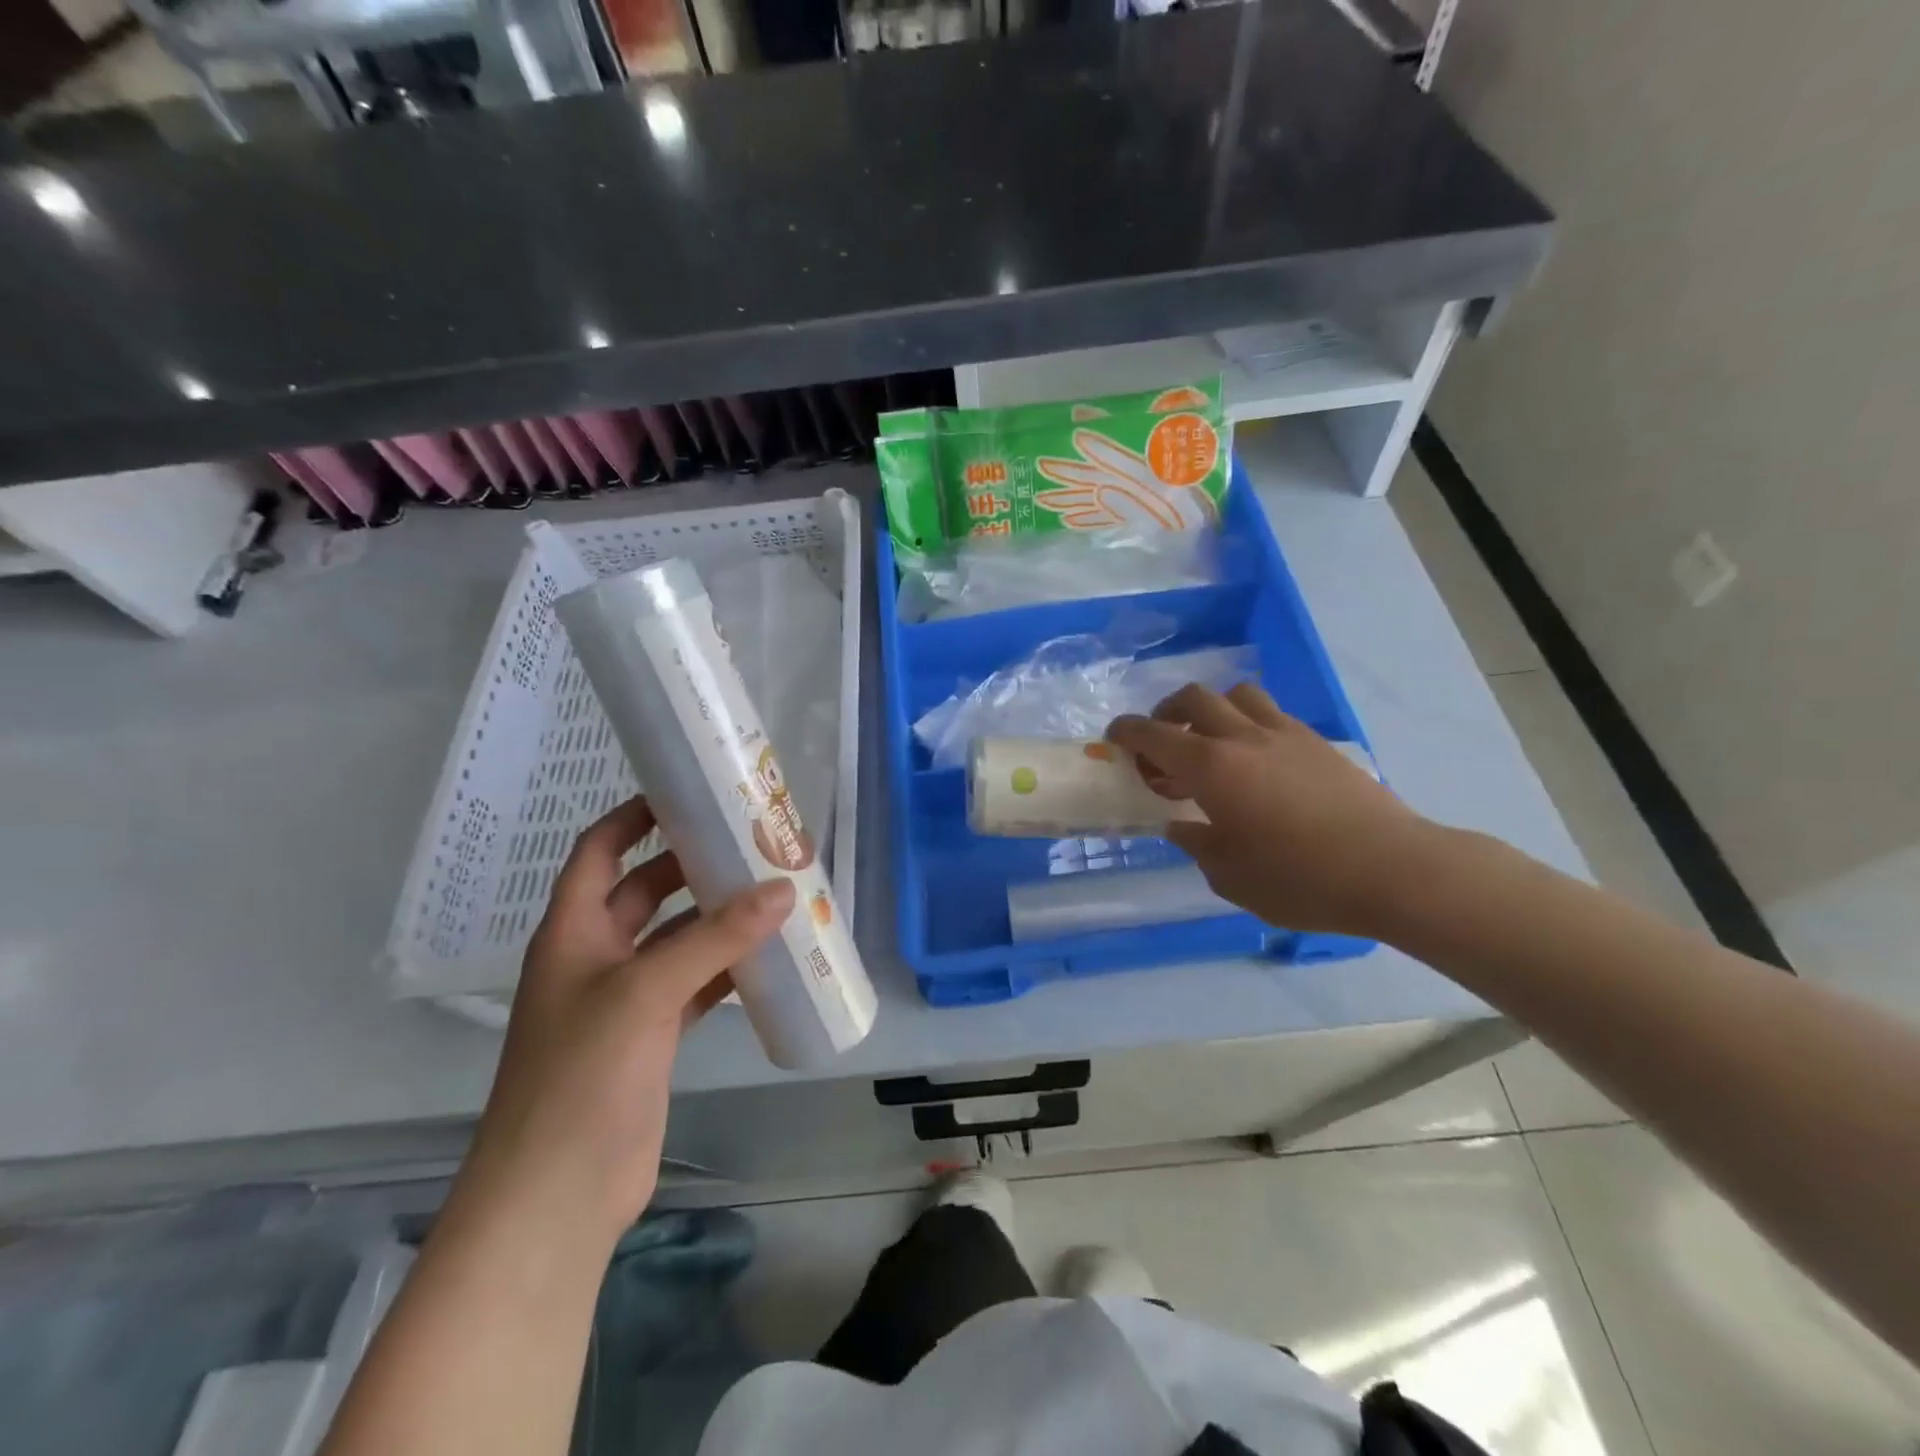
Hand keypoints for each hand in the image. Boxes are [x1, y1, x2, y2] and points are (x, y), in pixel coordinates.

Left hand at [457, 797, 792, 1242]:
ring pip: (676, 938)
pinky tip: (768, 956)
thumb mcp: (646, 993)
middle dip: (691, 864)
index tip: (685, 792)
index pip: (600, 852)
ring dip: (716, 917)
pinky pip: (696, 983)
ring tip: (772, 889)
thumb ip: (715, 939)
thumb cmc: (582, 1077)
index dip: (634, 817)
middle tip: (749, 840)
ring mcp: (626, 998)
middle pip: (646, 890)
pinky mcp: (653, 1036)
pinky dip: (727, 967)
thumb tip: (783, 890)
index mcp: (574, 931)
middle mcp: (597, 956)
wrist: (557, 1196)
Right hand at [1107, 684, 1444, 937]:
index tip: (1114, 739)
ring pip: (1237, 694)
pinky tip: (1258, 761)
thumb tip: (1182, 825)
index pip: (1153, 734)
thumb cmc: (1300, 880)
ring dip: (1213, 710)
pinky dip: (1250, 724)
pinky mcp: (1317, 743)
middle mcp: (1243, 738)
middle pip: (1193, 698)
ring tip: (1212, 743)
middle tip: (1162, 744)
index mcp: (1211, 768)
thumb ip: (1197, 844)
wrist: (1392, 870)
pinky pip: (1271, 714)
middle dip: (1166, 713)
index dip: (1126, 732)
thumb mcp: (1230, 876)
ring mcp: (1285, 734)